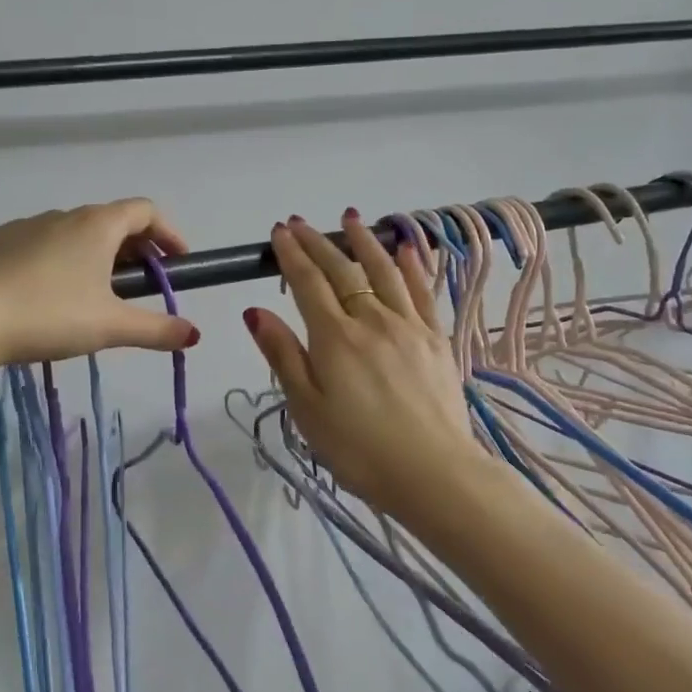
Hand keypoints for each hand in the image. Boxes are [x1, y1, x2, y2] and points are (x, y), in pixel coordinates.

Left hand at [0, 200, 198, 367]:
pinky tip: (41, 293)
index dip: (168, 233)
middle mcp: (61, 215)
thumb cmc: (51, 316)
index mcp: (97, 226)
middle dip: (133, 248)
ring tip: (90, 293)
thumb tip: (195, 334)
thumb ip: (157, 330)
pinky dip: (50, 261)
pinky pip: (31, 245)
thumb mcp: (112, 327)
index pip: (145, 211)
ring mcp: (21, 226)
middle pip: (109, 222)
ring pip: (69, 233)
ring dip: (90, 254)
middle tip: (140, 283)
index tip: (177, 261)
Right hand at [243, 211, 484, 513]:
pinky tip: (406, 248)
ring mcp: (409, 326)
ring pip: (384, 271)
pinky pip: (423, 290)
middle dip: (318, 243)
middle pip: (342, 271)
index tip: (279, 232)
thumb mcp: (307, 409)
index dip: (292, 255)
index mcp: (335, 338)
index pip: (308, 283)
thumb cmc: (358, 449)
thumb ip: (284, 356)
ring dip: (365, 241)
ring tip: (351, 219)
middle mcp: (372, 320)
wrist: (432, 472)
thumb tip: (256, 311)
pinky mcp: (436, 339)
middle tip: (302, 223)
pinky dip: (412, 264)